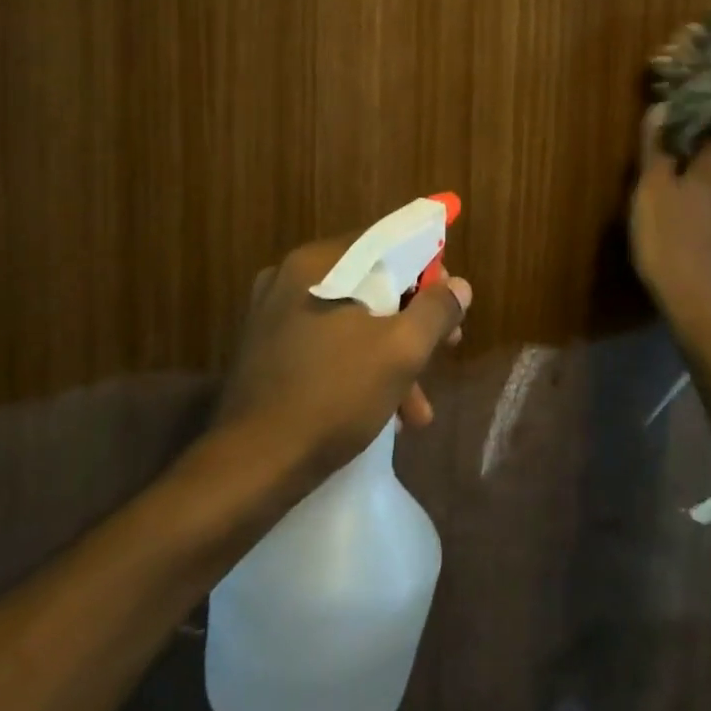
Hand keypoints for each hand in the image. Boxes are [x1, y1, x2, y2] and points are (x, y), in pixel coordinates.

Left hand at [213, 233, 472, 479]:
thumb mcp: (401, 352)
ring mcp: (273, 315)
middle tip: (445, 348)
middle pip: (372, 284)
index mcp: (318, 264)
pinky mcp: (267, 351)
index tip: (450, 303)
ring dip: (391, 355)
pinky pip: (327, 343)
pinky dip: (359, 366)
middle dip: (413, 321)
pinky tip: (384, 412)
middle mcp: (290, 278)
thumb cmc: (333, 397)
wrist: (250, 467)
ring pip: (352, 320)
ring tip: (417, 408)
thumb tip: (459, 286)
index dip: (428, 268)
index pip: (387, 242)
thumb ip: (436, 311)